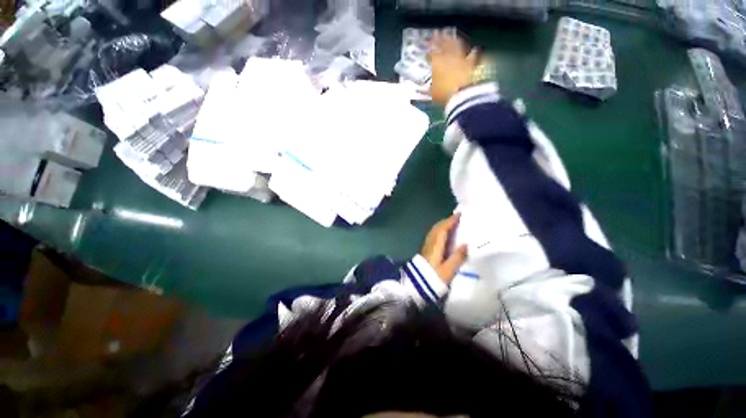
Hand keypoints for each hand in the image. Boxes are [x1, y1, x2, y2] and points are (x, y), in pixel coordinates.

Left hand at [420, 214, 467, 283]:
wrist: (416, 287)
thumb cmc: (433, 279)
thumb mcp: (448, 270)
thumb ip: (457, 257)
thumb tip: (466, 244)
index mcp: (436, 246)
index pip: (443, 229)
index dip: (450, 221)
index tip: (459, 214)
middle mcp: (429, 243)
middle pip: (437, 228)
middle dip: (446, 221)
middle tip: (457, 218)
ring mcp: (426, 246)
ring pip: (434, 231)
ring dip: (442, 225)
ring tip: (452, 224)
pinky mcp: (425, 251)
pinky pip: (433, 236)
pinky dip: (440, 231)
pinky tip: (444, 236)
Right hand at [428, 33, 479, 104]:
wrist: (462, 93)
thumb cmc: (444, 94)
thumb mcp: (433, 94)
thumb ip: (428, 90)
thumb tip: (421, 89)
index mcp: (437, 62)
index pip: (431, 54)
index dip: (428, 53)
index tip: (426, 53)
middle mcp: (449, 56)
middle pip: (443, 44)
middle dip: (440, 39)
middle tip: (437, 33)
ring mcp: (461, 58)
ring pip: (457, 45)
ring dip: (455, 41)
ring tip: (453, 37)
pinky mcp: (472, 63)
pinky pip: (473, 55)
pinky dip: (474, 52)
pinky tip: (475, 49)